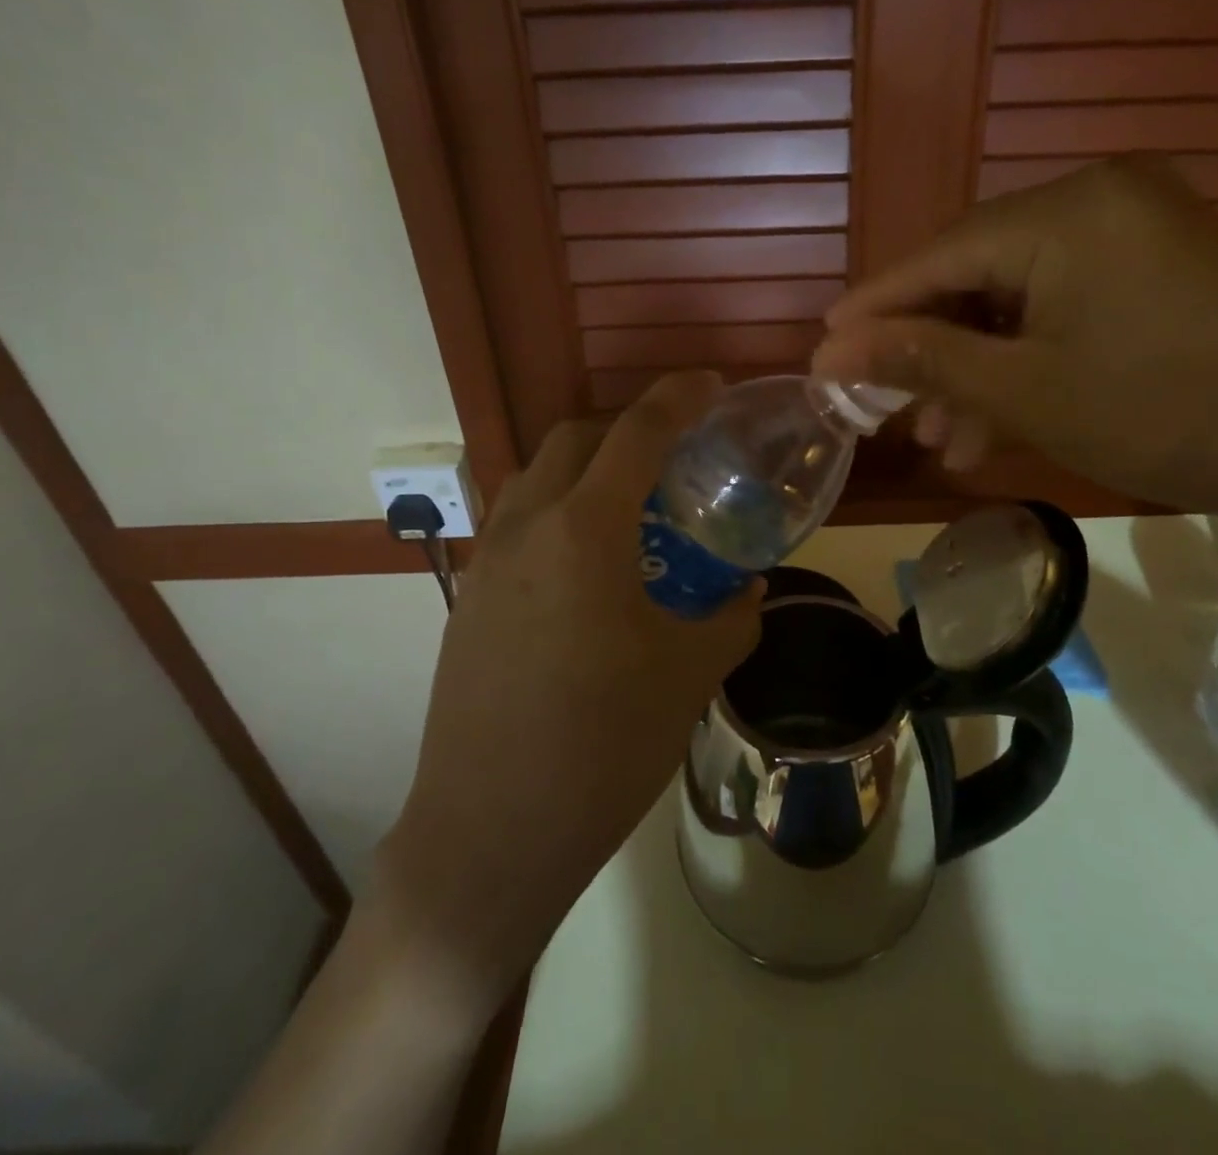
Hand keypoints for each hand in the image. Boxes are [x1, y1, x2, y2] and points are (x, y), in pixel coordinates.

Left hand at [372, 372, 762, 1008]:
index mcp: (584, 531)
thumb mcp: (689, 675)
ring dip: (585, 468)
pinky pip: (516, 523)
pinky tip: (588, 567)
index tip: (710, 384)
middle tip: (674, 455)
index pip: (636, 433)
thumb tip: (750, 590)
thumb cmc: (603, 745)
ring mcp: (487, 562)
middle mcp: (526, 527)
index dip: (677, 397)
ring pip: (535, 477)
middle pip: (574, 439)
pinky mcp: (467, 599)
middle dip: (627, 428)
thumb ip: (731, 618)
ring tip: (631, 508)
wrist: (491, 832)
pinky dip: (556, 512)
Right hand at [810, 154, 1217, 522]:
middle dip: (930, 351)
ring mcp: (1132, 227)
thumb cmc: (1161, 414)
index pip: (938, 257)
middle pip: (974, 275)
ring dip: (976, 366)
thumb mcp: (1024, 392)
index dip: (875, 309)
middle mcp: (1096, 197)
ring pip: (1016, 297)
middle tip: (889, 410)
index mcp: (1064, 213)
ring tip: (945, 439)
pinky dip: (1025, 356)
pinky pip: (1060, 302)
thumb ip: (923, 359)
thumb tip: (833, 349)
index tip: (823, 350)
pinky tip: (998, 418)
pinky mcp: (1154, 261)